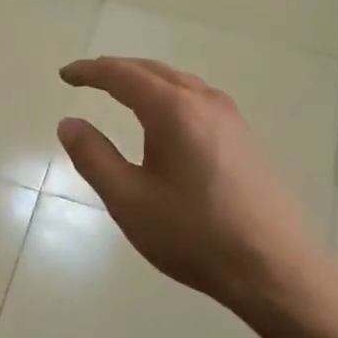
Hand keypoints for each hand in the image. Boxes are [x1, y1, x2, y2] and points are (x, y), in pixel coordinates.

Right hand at [57, 57, 324, 321]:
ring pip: (180, 83)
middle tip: (87, 78)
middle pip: (153, 71)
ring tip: (122, 92)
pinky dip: (170, 97)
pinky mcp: (246, 139)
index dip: (90, 72)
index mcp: (173, 109)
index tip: (65, 74)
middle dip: (117, 70)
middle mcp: (205, 102)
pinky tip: (167, 120)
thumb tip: (70, 123)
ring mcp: (232, 119)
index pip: (122, 75)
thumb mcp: (128, 199)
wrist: (272, 267)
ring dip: (146, 81)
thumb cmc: (192, 234)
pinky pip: (199, 101)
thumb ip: (93, 156)